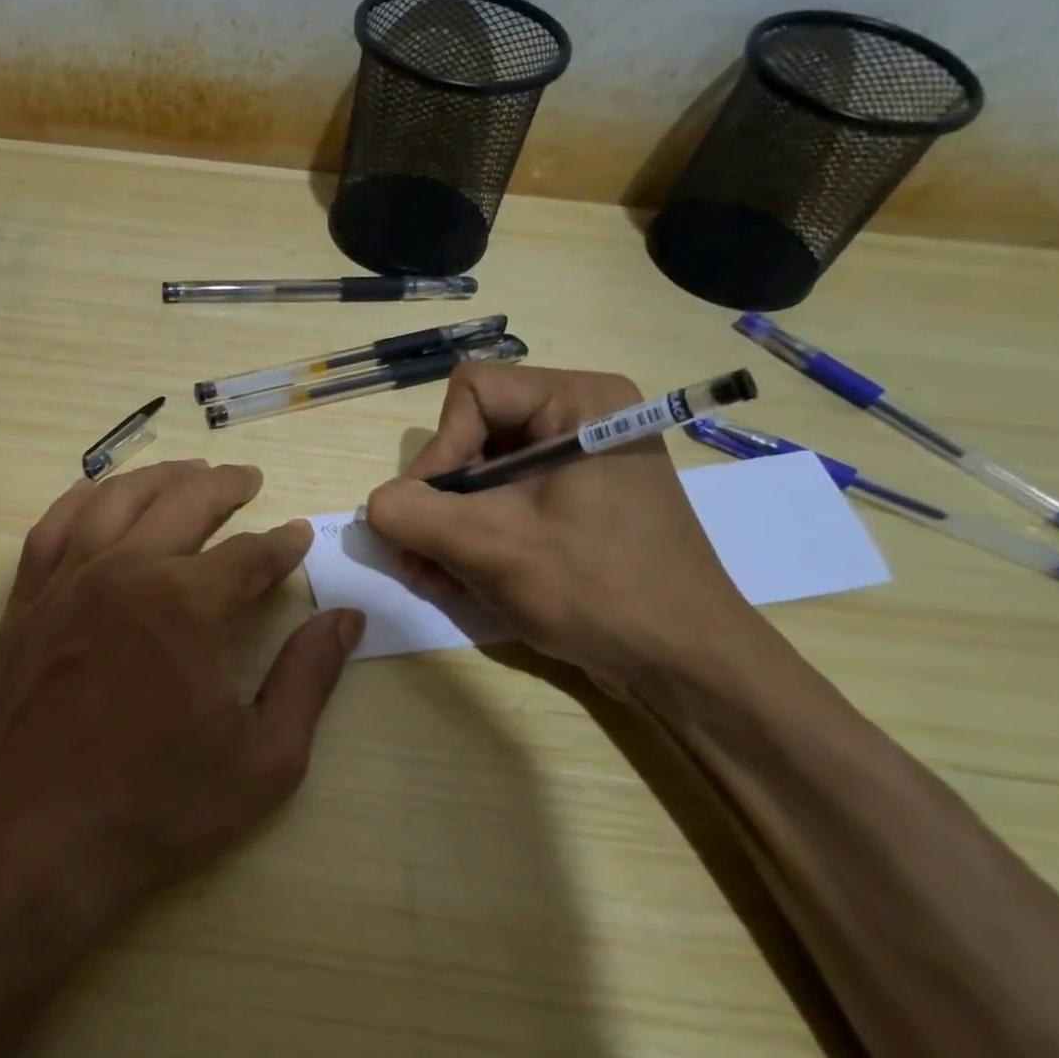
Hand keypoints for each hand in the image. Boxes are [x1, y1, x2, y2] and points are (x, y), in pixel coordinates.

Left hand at [0, 460, 362, 941]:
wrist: (27, 846)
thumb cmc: (155, 809)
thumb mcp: (263, 759)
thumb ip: (309, 678)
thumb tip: (346, 619)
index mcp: (185, 604)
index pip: (249, 555)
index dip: (281, 544)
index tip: (298, 536)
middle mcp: (123, 572)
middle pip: (183, 504)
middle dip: (224, 486)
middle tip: (248, 479)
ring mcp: (65, 582)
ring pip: (116, 501)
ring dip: (159, 479)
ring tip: (187, 472)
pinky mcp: (23, 604)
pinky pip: (52, 528)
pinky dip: (83, 500)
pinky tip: (99, 495)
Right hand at [365, 364, 758, 688]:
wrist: (683, 664)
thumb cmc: (596, 589)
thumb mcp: (491, 547)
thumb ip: (414, 514)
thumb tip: (376, 504)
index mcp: (579, 400)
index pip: (472, 393)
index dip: (439, 450)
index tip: (431, 514)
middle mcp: (581, 418)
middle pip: (473, 434)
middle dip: (439, 499)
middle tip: (416, 555)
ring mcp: (581, 464)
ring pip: (483, 474)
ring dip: (447, 525)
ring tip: (431, 575)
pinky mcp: (578, 503)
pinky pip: (507, 501)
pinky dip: (475, 535)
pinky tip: (456, 577)